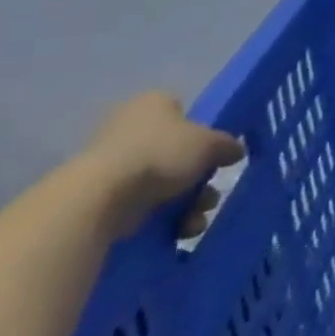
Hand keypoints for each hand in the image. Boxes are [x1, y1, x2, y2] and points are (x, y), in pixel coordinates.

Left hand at [81, 92, 244, 239]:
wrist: (100, 198)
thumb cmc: (160, 154)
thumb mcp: (210, 143)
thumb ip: (227, 144)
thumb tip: (234, 151)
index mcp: (153, 103)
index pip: (184, 112)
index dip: (203, 134)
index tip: (214, 156)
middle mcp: (130, 127)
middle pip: (178, 153)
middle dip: (199, 180)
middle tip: (207, 196)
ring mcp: (112, 163)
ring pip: (164, 183)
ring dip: (187, 204)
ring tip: (193, 222)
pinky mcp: (101, 196)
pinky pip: (143, 205)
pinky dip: (163, 219)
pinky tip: (177, 231)